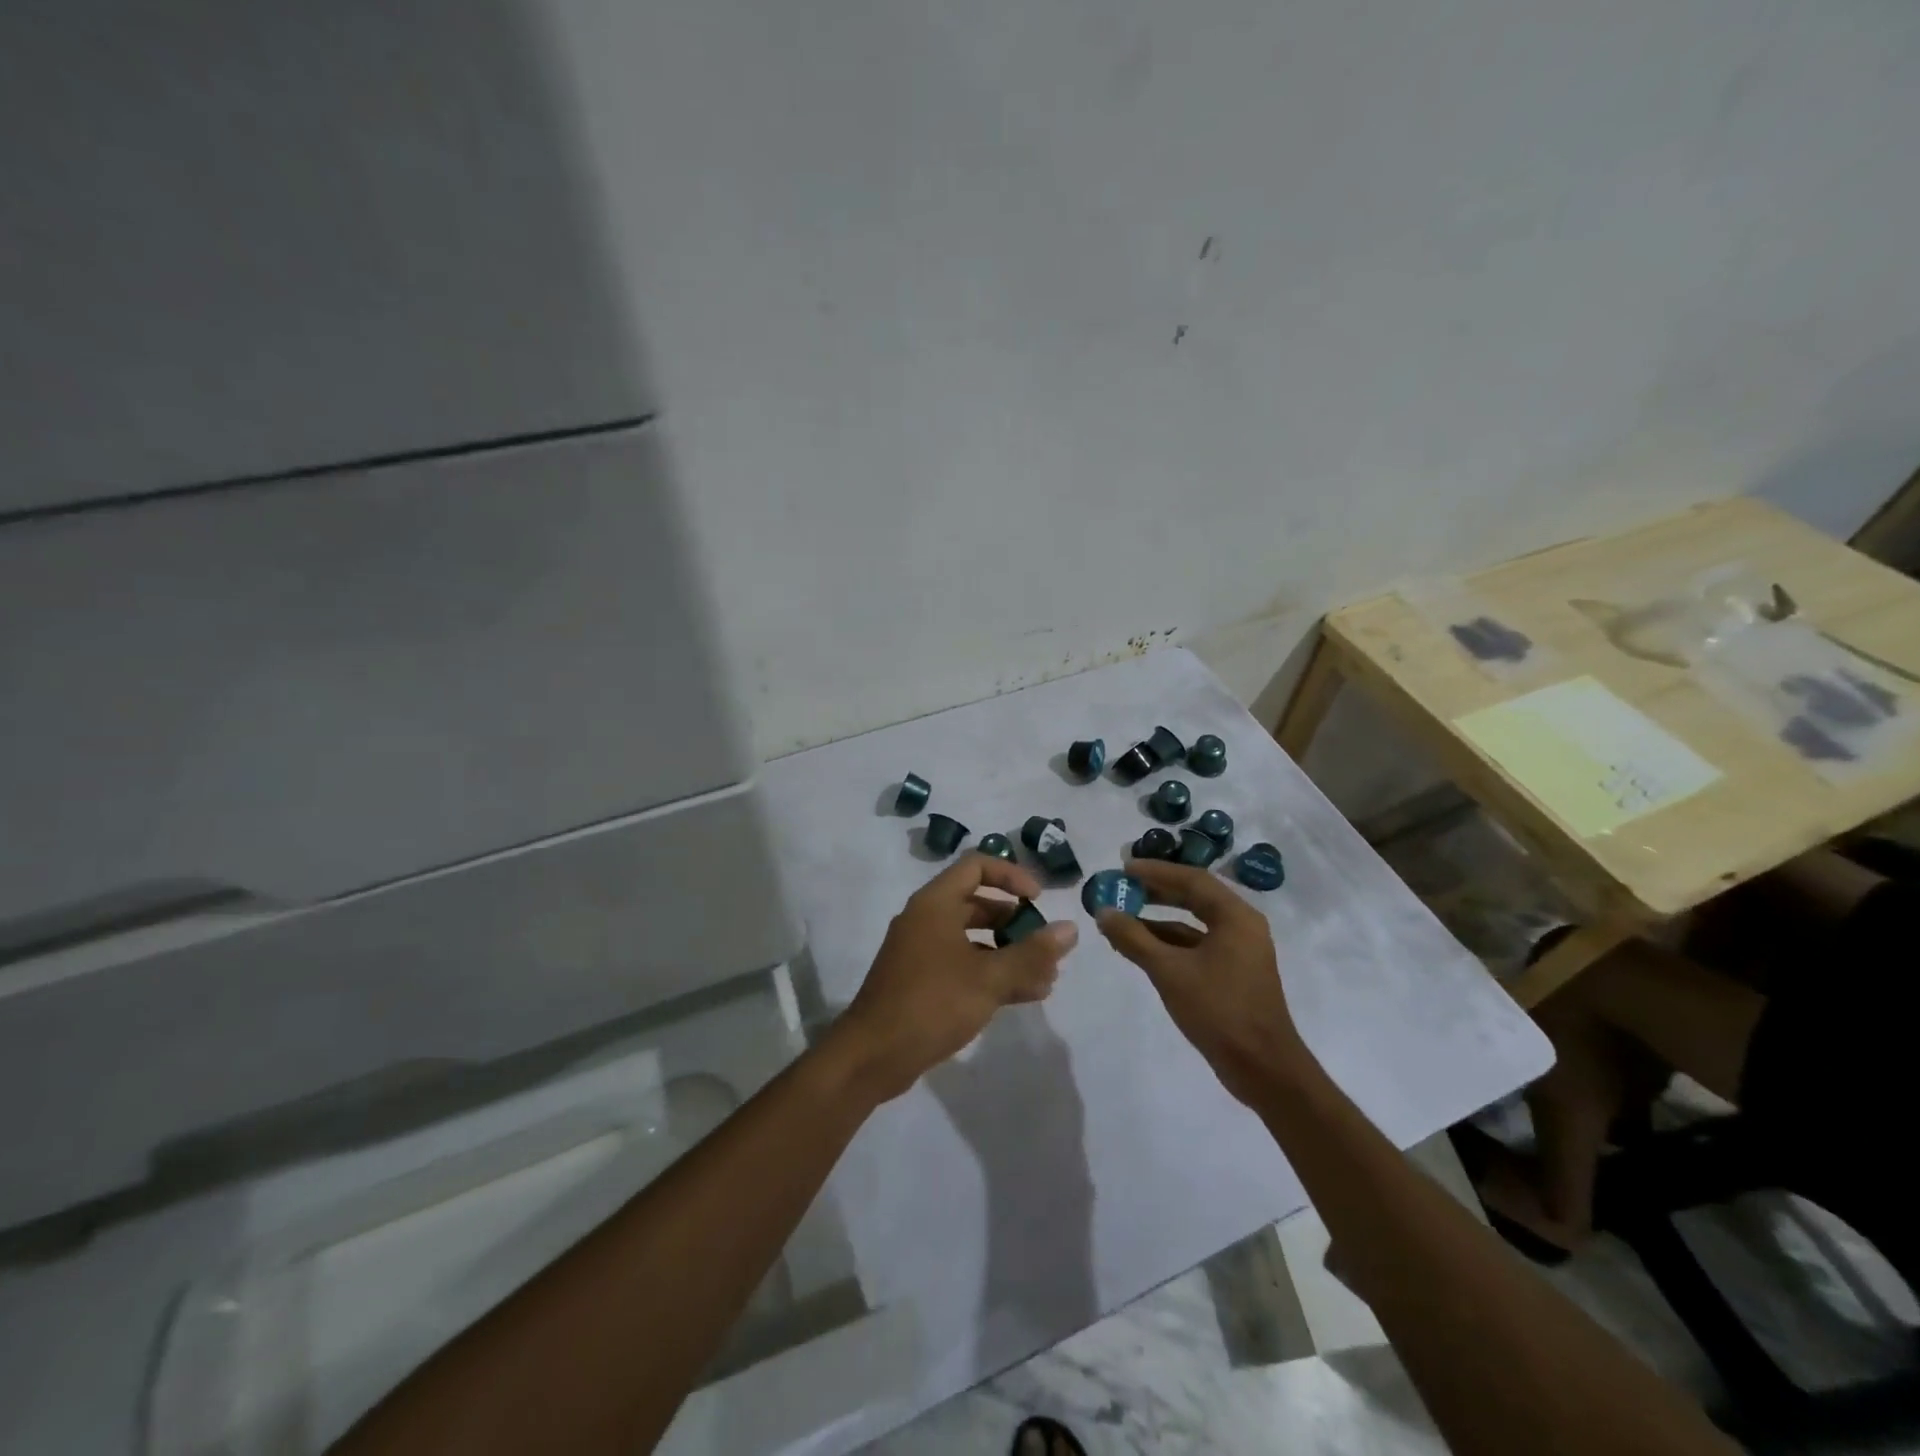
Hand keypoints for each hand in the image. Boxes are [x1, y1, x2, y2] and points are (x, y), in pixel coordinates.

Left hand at [831, 854, 1078, 1102]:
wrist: (873, 1055)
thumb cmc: (932, 1003)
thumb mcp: (989, 978)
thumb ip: (1032, 953)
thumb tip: (1070, 929)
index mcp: (935, 903)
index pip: (977, 866)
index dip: (1012, 876)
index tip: (1039, 900)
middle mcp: (926, 919)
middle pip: (977, 904)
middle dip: (1016, 923)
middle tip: (1046, 946)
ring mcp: (921, 951)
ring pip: (973, 939)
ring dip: (1009, 953)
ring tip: (1046, 979)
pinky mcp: (921, 981)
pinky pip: (963, 964)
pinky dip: (991, 973)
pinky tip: (1024, 995)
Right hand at [1095, 858, 1307, 1105]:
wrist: (1262, 1068)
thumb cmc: (1219, 1010)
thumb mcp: (1169, 971)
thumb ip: (1134, 938)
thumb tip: (1103, 912)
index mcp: (1235, 917)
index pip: (1192, 879)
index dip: (1156, 871)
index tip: (1123, 867)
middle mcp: (1241, 926)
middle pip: (1194, 896)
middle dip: (1156, 891)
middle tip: (1122, 886)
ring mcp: (1238, 951)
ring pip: (1193, 923)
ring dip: (1158, 919)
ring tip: (1122, 917)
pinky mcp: (1232, 974)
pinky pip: (1196, 946)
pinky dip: (1169, 943)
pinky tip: (1140, 947)